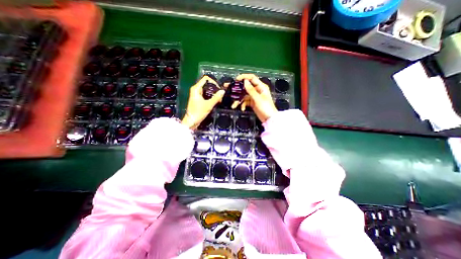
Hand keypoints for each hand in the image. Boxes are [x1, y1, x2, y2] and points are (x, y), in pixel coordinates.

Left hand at [182, 76, 224, 128]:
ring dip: (214, 94)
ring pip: (207, 90)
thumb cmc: (198, 112)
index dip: (213, 82)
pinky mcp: (199, 99)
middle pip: (207, 84)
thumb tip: (223, 91)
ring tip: (219, 99)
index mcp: (196, 88)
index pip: (206, 79)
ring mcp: (197, 94)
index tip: (219, 89)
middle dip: (215, 89)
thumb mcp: (209, 105)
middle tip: (220, 95)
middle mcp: (196, 89)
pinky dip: (211, 97)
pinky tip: (216, 101)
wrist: (192, 121)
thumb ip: (216, 97)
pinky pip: (206, 95)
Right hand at [234, 73, 276, 122]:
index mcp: (261, 87)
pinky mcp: (252, 103)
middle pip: (246, 86)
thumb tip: (245, 81)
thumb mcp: (258, 99)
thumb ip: (251, 90)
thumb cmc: (266, 108)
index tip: (236, 79)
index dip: (244, 77)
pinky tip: (242, 109)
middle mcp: (257, 90)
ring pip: (244, 95)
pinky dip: (243, 105)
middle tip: (228, 88)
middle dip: (237, 88)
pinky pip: (245, 102)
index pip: (252, 78)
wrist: (269, 119)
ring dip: (239, 100)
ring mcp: (254, 97)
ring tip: (233, 105)